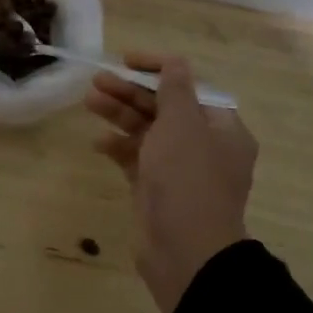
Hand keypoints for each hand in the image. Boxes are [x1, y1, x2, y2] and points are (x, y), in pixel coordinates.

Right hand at [84, 53, 256, 312]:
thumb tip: (175, 62)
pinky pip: (136, 158)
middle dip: (131, 92)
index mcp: (222, 129)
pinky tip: (98, 143)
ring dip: (120, 114)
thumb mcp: (182, 125)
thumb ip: (175, 90)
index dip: (158, 69)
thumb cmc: (187, 179)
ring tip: (89, 102)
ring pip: (147, 131)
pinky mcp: (157, 189)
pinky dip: (119, 147)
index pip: (190, 87)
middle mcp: (204, 146)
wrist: (185, 252)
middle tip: (97, 81)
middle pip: (164, 107)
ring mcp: (179, 169)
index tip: (126, 60)